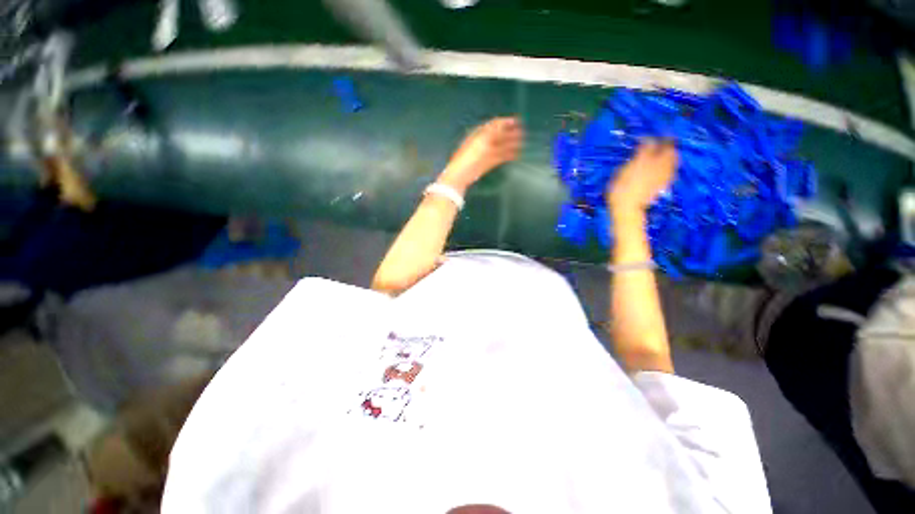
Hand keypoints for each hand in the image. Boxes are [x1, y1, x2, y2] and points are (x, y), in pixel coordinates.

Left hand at [437, 117, 522, 193]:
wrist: (461, 174)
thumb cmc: (469, 156)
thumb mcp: (481, 140)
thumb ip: (492, 132)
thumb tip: (502, 123)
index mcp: (479, 134)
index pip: (494, 125)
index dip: (505, 122)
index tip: (516, 121)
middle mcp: (483, 142)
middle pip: (498, 135)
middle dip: (510, 133)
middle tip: (522, 131)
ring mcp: (485, 153)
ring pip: (500, 146)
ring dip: (511, 144)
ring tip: (522, 142)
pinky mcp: (487, 164)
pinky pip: (500, 157)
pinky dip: (508, 155)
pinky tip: (516, 155)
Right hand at [607, 140, 677, 214]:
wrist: (627, 209)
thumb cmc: (617, 191)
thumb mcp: (618, 173)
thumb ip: (630, 162)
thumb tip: (636, 156)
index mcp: (642, 160)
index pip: (649, 143)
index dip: (646, 139)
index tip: (641, 139)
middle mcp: (656, 164)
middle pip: (668, 148)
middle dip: (665, 143)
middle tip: (660, 142)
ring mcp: (662, 174)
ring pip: (674, 158)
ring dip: (671, 153)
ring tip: (665, 152)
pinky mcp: (664, 183)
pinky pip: (672, 170)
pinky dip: (671, 165)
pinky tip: (666, 166)